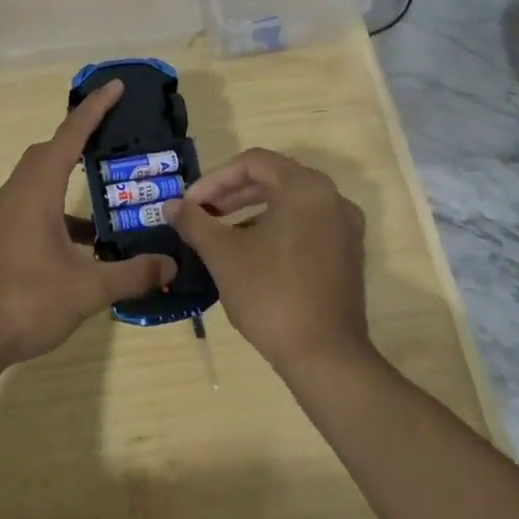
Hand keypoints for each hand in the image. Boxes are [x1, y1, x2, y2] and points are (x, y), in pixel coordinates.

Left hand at [0, 80, 176, 365]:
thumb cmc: (26, 301)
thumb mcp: (87, 289)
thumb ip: (132, 273)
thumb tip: (171, 265)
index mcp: (36, 191)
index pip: (69, 137)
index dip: (94, 110)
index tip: (116, 87)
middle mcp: (17, 194)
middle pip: (48, 152)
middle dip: (80, 138)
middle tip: (114, 136)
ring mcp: (5, 217)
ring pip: (40, 181)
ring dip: (70, 180)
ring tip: (110, 195)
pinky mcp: (2, 238)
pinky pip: (34, 207)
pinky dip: (62, 213)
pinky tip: (87, 243)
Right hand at [165, 148, 369, 376]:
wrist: (325, 356)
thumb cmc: (270, 294)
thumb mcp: (223, 255)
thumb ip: (194, 222)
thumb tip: (171, 206)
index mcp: (305, 188)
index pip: (253, 162)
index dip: (214, 179)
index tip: (191, 204)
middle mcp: (332, 198)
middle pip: (274, 178)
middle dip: (232, 194)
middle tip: (201, 214)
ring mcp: (345, 227)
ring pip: (290, 203)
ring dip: (251, 211)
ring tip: (220, 234)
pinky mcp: (347, 254)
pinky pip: (306, 225)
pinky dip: (275, 228)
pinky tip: (250, 254)